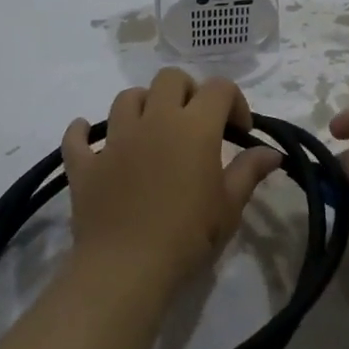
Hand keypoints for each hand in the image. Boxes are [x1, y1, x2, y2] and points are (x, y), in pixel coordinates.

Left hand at [62, 68, 280, 294]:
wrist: (126, 270)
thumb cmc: (188, 236)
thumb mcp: (229, 206)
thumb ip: (249, 171)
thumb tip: (272, 152)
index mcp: (194, 127)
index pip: (219, 88)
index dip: (234, 102)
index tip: (239, 132)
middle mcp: (154, 120)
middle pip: (169, 79)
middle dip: (187, 92)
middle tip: (196, 124)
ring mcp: (115, 139)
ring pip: (127, 98)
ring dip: (143, 105)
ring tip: (152, 130)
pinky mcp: (85, 164)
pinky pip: (77, 137)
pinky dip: (83, 133)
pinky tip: (90, 139)